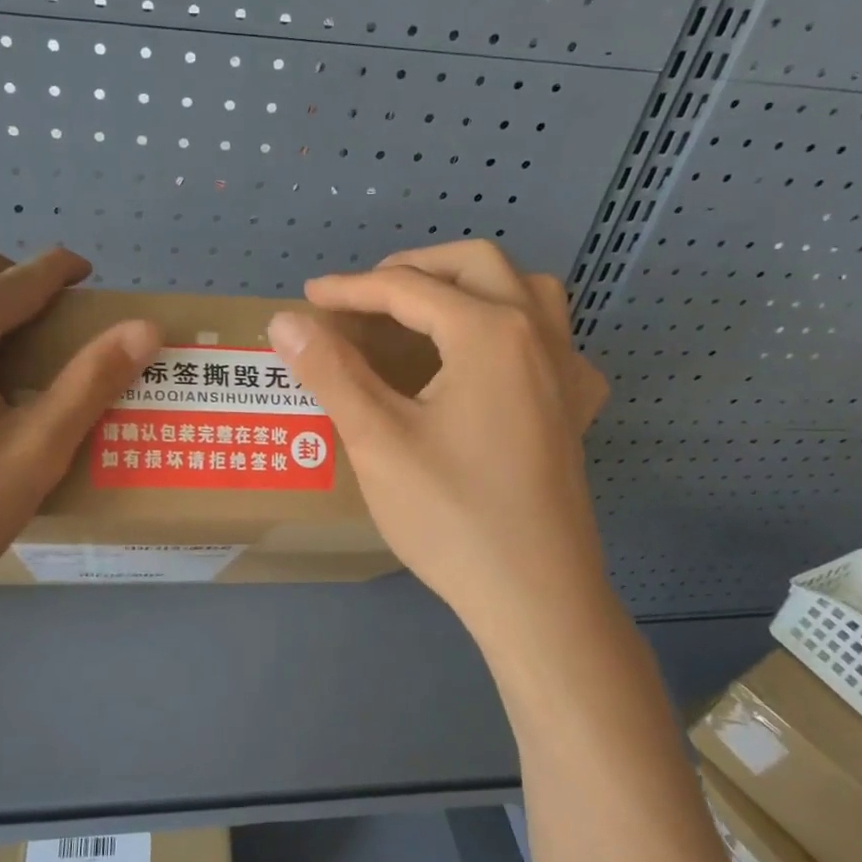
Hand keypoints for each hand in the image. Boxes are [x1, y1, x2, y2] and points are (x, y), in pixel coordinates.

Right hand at [267, 240, 609, 638]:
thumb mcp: (378, 441)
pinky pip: (552, 340)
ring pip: (525, 291)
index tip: (309, 298)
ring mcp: (568, 372)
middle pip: (477, 265)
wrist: (536, 597)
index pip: (408, 288)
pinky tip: (489, 363)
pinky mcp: (575, 409)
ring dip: (472, 284)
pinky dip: (514, 328)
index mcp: (490, 332)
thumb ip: (331, 372)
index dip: (352, 289)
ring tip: (427, 310)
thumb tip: (286, 321)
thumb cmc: (451, 517)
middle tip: (365, 294)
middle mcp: (539, 335)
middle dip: (415, 268)